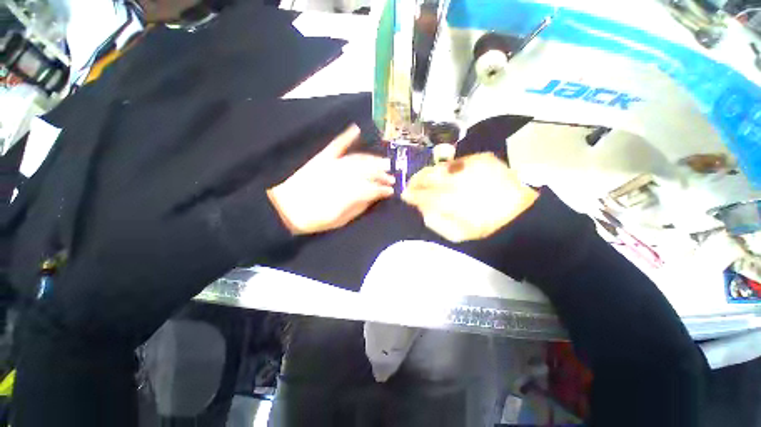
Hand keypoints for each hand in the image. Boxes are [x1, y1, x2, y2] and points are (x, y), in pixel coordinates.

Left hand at [267, 125, 394, 234]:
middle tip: (392, 176)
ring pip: (357, 159)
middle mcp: (341, 176)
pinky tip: (356, 129)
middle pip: (366, 172)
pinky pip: (336, 145)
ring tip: (384, 161)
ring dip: (372, 160)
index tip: (391, 191)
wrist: (285, 209)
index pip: (370, 188)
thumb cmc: (314, 219)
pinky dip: (346, 137)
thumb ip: (358, 208)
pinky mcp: (321, 158)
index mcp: (345, 194)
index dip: (382, 189)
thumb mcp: (340, 220)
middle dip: (381, 173)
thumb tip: (374, 198)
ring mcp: (331, 164)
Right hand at [402, 153, 537, 241]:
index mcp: (451, 202)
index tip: (405, 195)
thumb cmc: (483, 228)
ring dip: (429, 173)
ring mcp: (470, 166)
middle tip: (411, 186)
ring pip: (440, 167)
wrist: (517, 214)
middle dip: (416, 181)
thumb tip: (420, 208)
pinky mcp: (482, 158)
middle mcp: (458, 180)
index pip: (423, 195)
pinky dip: (448, 167)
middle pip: (429, 177)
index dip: (412, 195)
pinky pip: (457, 161)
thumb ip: (433, 219)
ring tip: (425, 179)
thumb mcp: (454, 233)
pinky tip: (446, 173)